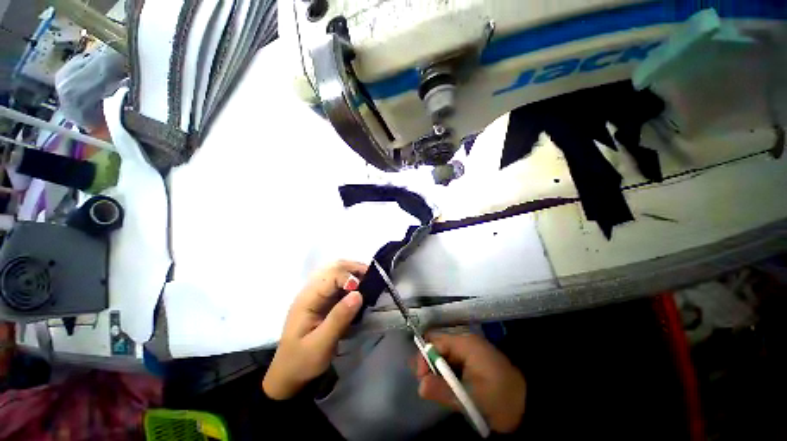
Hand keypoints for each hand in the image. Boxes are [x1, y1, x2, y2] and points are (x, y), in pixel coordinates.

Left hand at [263, 261, 366, 399]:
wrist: (288, 374)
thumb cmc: (302, 361)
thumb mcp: (320, 345)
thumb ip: (338, 319)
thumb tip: (358, 294)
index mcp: (307, 299)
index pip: (331, 276)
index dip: (349, 278)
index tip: (365, 290)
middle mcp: (312, 291)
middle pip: (335, 268)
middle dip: (355, 269)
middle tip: (373, 279)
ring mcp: (318, 295)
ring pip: (338, 273)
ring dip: (355, 274)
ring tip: (370, 283)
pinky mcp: (324, 300)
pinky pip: (340, 284)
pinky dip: (353, 283)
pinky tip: (361, 291)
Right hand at [414, 333, 526, 432]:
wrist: (530, 406)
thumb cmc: (501, 398)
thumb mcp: (471, 398)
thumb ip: (444, 391)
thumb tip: (420, 386)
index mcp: (465, 343)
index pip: (436, 341)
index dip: (424, 357)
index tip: (421, 379)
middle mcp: (465, 342)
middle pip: (438, 347)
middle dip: (429, 365)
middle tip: (426, 386)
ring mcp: (470, 352)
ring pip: (444, 356)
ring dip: (437, 372)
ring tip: (435, 390)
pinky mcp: (473, 362)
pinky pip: (453, 364)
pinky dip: (447, 375)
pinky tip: (447, 389)